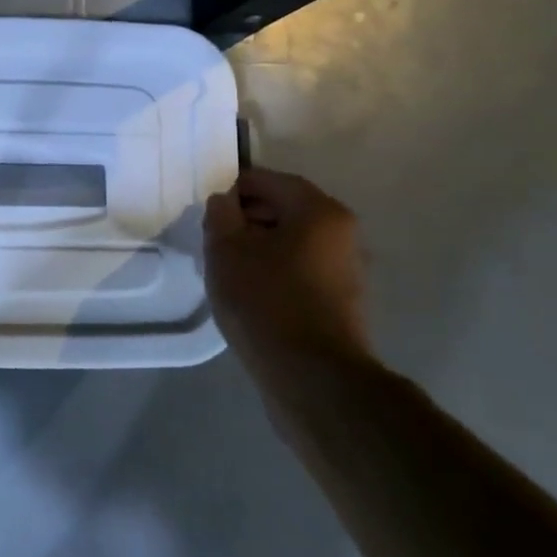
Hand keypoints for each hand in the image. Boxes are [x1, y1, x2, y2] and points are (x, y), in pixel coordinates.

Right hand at [204, 167, 369, 375]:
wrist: (311, 376)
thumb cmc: (265, 299)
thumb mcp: (226, 248)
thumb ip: (221, 214)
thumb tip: (225, 201)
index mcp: (320, 211)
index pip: (270, 180)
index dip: (234, 187)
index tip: (209, 206)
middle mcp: (343, 233)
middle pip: (286, 209)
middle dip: (247, 217)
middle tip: (214, 236)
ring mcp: (347, 269)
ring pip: (293, 241)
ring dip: (260, 246)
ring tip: (228, 266)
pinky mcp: (342, 301)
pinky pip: (301, 269)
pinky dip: (275, 269)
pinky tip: (251, 291)